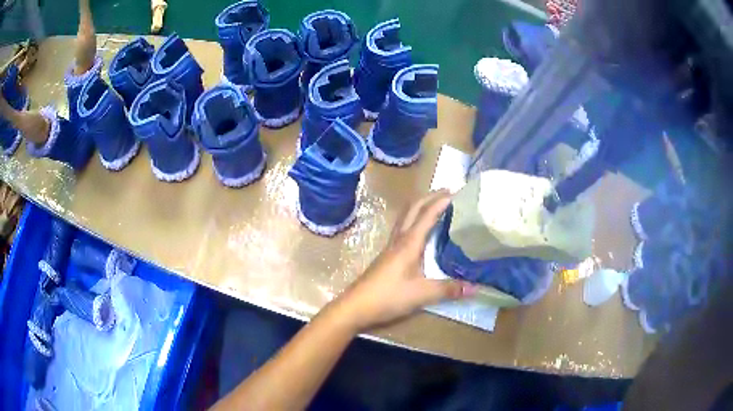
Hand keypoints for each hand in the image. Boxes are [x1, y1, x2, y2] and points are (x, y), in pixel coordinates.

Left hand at [335, 190, 475, 330]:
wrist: (356, 306)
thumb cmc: (388, 297)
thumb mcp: (422, 294)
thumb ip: (448, 289)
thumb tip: (476, 287)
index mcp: (409, 243)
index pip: (427, 214)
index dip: (441, 201)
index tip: (457, 192)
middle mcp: (399, 239)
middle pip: (413, 208)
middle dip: (430, 196)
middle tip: (448, 192)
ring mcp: (391, 246)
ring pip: (405, 216)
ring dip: (420, 206)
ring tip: (435, 205)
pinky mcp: (387, 255)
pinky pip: (402, 228)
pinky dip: (414, 220)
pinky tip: (420, 231)